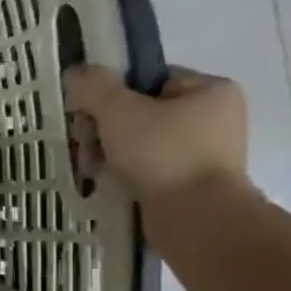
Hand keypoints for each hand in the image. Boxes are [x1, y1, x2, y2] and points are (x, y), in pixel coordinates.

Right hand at [62, 64, 248, 207]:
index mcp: (210, 90)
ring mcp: (203, 152)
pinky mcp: (190, 182)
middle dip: (102, 128)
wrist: (197, 218)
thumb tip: (76, 72)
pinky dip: (122, 171)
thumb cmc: (163, 154)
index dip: (111, 94)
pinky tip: (104, 181)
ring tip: (91, 168)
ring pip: (136, 141)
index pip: (147, 79)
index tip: (88, 114)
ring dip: (105, 151)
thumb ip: (94, 87)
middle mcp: (213, 117)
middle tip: (85, 144)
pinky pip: (146, 166)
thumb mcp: (119, 111)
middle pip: (137, 111)